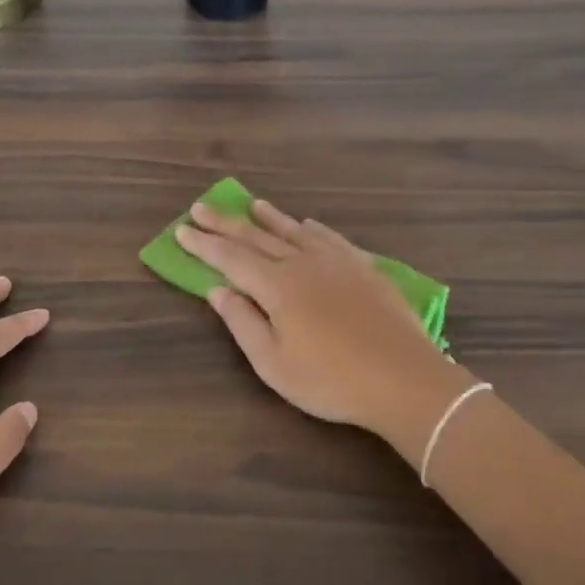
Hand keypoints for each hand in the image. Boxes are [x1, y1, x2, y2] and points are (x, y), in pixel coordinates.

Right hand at [177, 198, 475, 458]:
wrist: (403, 378)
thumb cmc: (331, 380)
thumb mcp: (274, 363)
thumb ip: (243, 322)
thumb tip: (217, 290)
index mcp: (277, 286)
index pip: (230, 258)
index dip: (204, 244)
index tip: (181, 230)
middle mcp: (303, 263)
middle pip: (257, 237)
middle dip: (226, 223)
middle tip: (201, 207)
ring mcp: (337, 261)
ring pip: (294, 231)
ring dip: (268, 217)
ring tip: (251, 204)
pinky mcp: (364, 267)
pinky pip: (330, 237)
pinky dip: (311, 228)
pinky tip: (306, 224)